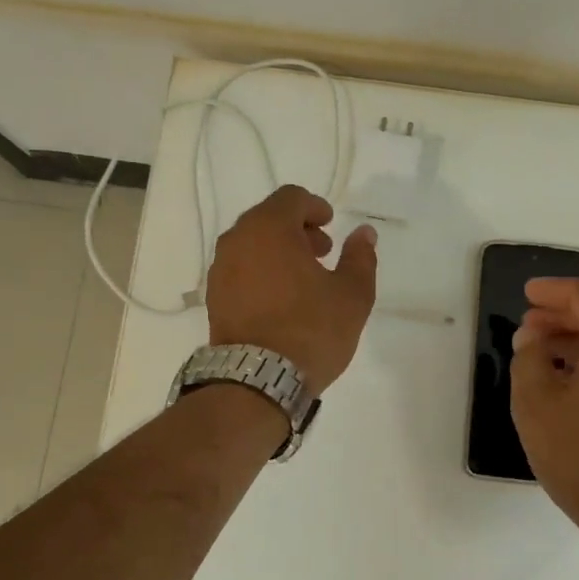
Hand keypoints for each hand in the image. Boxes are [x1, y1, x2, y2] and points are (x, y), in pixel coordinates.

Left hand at [206, 186, 377, 395]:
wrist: (258, 381)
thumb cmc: (311, 330)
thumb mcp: (352, 294)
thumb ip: (360, 257)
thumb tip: (364, 233)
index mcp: (269, 228)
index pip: (291, 198)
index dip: (315, 207)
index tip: (331, 226)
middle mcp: (237, 240)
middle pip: (268, 219)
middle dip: (297, 229)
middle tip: (322, 253)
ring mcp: (220, 270)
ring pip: (252, 245)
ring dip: (278, 251)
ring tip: (304, 279)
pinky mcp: (214, 298)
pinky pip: (240, 270)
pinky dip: (261, 272)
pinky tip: (281, 300)